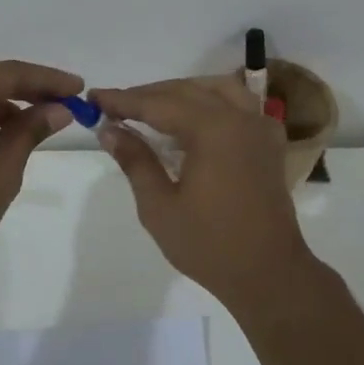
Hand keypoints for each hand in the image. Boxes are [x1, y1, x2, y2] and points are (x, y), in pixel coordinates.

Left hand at [0, 59, 82, 282]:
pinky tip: (4, 130)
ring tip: (40, 117)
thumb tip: (58, 110)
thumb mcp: (0, 171)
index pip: (3, 74)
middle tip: (63, 99)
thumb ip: (29, 132)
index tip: (77, 88)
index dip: (45, 79)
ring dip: (2, 101)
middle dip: (25, 87)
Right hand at [89, 74, 314, 305]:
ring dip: (180, 94)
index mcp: (213, 130)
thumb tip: (109, 130)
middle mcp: (240, 118)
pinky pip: (238, 106)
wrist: (268, 274)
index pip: (158, 104)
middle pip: (187, 91)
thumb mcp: (159, 206)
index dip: (123, 100)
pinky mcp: (269, 144)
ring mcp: (260, 128)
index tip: (94, 98)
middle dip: (149, 95)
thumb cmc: (209, 245)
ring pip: (216, 90)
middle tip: (114, 106)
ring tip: (150, 109)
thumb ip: (135, 161)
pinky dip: (211, 104)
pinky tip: (192, 122)